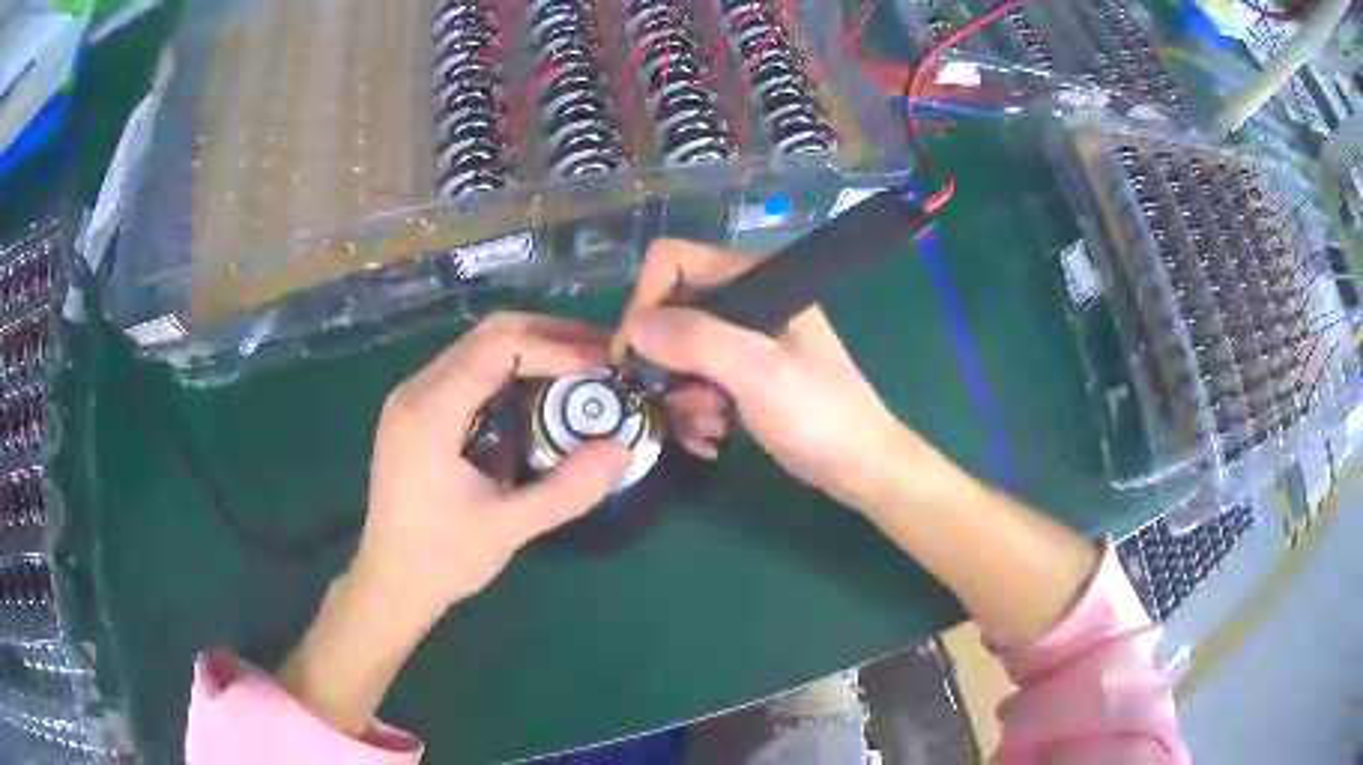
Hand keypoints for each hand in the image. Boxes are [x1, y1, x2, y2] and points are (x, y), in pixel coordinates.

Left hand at [279, 313, 627, 734]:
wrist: (389, 584)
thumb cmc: (441, 559)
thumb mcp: (508, 528)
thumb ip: (567, 489)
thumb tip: (622, 450)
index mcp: (430, 412)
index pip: (499, 347)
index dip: (556, 345)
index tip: (603, 362)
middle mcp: (415, 390)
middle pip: (488, 335)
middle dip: (549, 336)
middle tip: (602, 353)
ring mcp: (412, 399)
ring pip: (477, 348)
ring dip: (531, 349)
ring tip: (581, 366)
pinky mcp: (416, 413)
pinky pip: (467, 371)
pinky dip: (510, 370)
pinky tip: (539, 390)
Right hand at [612, 240, 944, 511]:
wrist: (860, 466)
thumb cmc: (819, 415)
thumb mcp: (759, 373)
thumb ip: (697, 340)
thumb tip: (634, 326)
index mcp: (755, 278)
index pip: (672, 261)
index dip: (646, 303)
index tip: (639, 357)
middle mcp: (745, 300)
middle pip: (669, 310)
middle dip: (665, 363)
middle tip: (680, 401)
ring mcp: (744, 339)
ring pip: (677, 352)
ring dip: (681, 396)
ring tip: (709, 427)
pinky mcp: (742, 373)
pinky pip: (694, 380)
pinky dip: (694, 411)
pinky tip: (713, 439)